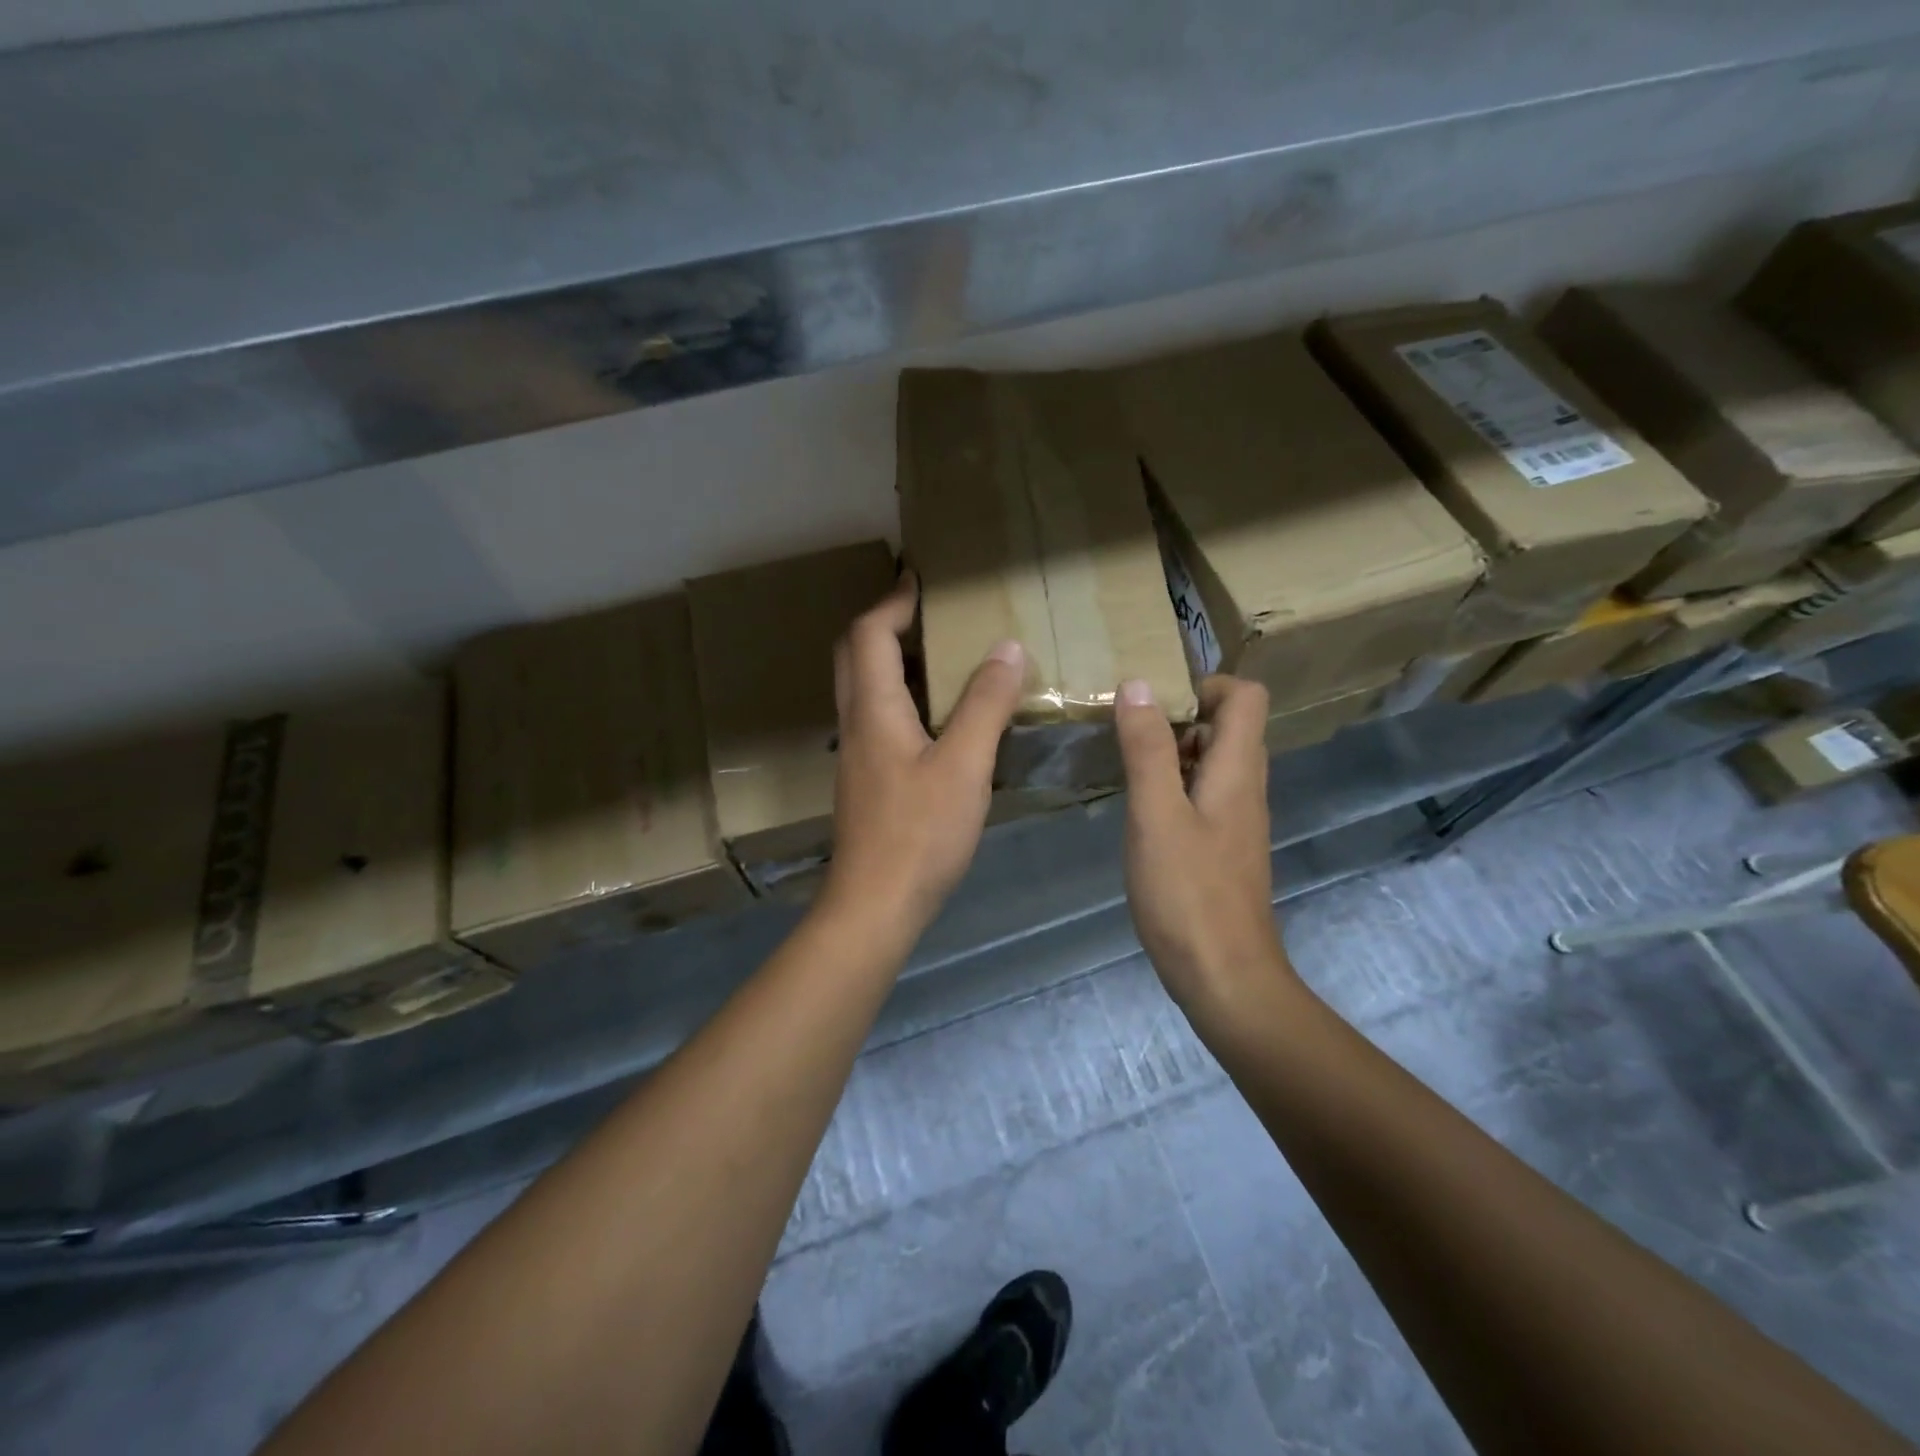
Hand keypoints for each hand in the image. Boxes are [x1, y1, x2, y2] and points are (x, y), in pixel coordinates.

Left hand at [819, 573, 1024, 937]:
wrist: (875, 905)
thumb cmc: (919, 833)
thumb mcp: (965, 765)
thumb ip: (985, 705)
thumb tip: (1007, 648)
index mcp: (873, 709)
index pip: (870, 634)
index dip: (893, 601)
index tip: (920, 578)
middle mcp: (855, 724)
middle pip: (855, 655)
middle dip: (885, 623)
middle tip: (926, 612)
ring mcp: (857, 755)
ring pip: (864, 688)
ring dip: (892, 659)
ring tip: (939, 654)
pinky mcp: (867, 780)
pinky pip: (878, 718)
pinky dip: (902, 696)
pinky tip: (938, 715)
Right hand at [1115, 674, 1296, 1019]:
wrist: (1224, 976)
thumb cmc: (1187, 893)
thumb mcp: (1155, 815)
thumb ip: (1146, 749)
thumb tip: (1138, 685)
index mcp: (1238, 771)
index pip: (1246, 696)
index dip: (1205, 684)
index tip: (1155, 701)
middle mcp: (1246, 788)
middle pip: (1229, 726)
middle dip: (1180, 717)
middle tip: (1130, 732)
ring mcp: (1237, 821)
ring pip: (1213, 762)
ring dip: (1174, 752)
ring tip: (1127, 766)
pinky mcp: (1223, 848)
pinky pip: (1204, 795)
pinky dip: (1175, 787)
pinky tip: (1141, 812)